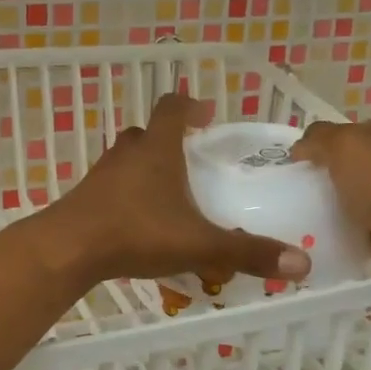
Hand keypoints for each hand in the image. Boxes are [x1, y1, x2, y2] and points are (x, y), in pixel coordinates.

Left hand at [36, 94, 311, 286]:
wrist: (67, 249)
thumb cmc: (136, 232)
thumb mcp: (198, 244)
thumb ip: (248, 252)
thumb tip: (303, 263)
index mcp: (157, 149)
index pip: (173, 107)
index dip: (190, 106)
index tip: (207, 115)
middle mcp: (127, 153)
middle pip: (148, 133)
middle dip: (170, 141)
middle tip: (190, 159)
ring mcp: (101, 175)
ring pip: (127, 159)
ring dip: (146, 167)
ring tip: (168, 193)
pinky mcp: (85, 198)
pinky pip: (111, 187)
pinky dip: (128, 195)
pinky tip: (140, 222)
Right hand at [291, 118, 370, 289]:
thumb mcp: (344, 145)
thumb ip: (317, 139)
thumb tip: (299, 149)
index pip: (342, 135)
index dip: (315, 146)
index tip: (289, 167)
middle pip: (343, 169)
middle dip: (317, 181)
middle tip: (284, 196)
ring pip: (346, 202)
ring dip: (325, 211)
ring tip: (291, 223)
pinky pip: (352, 233)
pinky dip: (337, 238)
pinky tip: (314, 243)